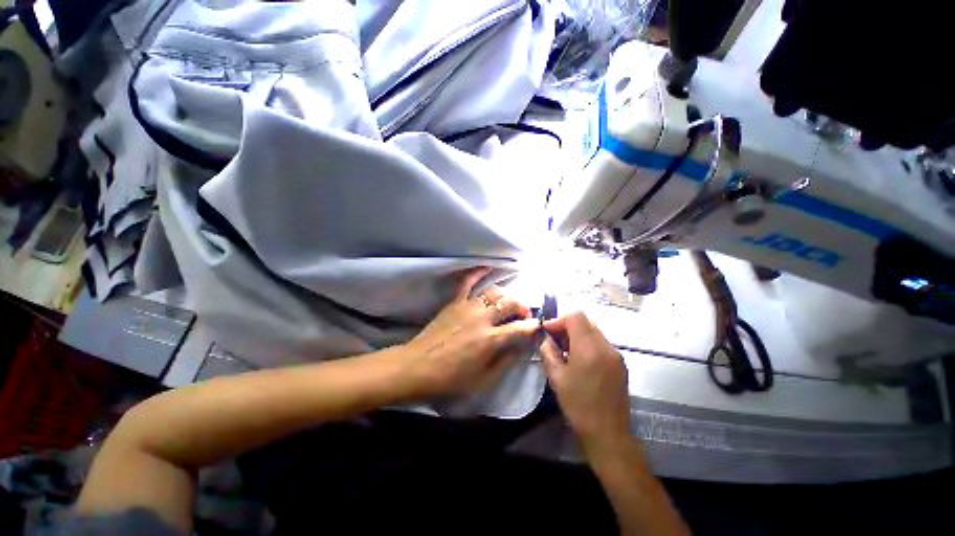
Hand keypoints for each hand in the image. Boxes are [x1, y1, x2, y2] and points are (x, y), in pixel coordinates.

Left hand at [402, 268, 539, 398]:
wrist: (417, 367)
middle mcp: (482, 318)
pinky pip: (467, 282)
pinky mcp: (454, 302)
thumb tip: (522, 346)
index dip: (533, 326)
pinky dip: (478, 273)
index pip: (520, 328)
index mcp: (490, 340)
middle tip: (524, 315)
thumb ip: (506, 361)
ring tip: (508, 303)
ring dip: (506, 296)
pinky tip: (487, 267)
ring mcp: (467, 307)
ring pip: (493, 292)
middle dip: (523, 307)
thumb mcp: (483, 380)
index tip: (538, 325)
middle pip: (510, 303)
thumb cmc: (450, 379)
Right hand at [541, 312, 631, 449]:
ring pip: (594, 332)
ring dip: (577, 335)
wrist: (609, 434)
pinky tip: (579, 361)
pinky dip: (588, 344)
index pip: (575, 316)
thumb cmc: (579, 405)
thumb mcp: (556, 377)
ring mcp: (616, 355)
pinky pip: (601, 344)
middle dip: (567, 327)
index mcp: (589, 348)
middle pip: (586, 322)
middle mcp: (606, 346)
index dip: (559, 320)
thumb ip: (548, 351)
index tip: (548, 333)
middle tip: (554, 341)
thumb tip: (545, 338)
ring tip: (565, 351)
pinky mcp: (620, 364)